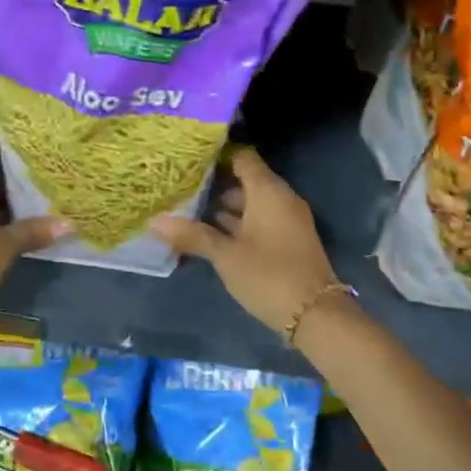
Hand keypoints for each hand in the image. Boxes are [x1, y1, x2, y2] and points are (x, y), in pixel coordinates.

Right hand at [151, 146, 344, 336]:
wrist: (316, 315)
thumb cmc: (268, 275)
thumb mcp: (226, 255)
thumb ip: (192, 235)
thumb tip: (154, 221)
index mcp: (268, 192)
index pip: (243, 157)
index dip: (218, 154)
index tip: (190, 157)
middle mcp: (281, 199)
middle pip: (247, 179)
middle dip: (216, 181)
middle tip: (182, 183)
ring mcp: (287, 220)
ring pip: (253, 202)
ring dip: (226, 204)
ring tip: (190, 206)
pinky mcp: (288, 240)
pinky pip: (260, 219)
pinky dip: (239, 221)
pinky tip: (212, 231)